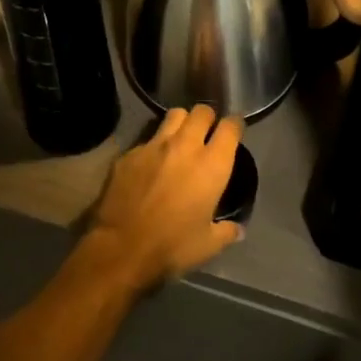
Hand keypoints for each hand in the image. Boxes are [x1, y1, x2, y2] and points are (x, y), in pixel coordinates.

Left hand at [83, 105, 243, 294]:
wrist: (122, 248)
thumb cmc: (172, 246)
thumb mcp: (208, 245)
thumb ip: (226, 231)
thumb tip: (238, 230)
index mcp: (212, 165)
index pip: (230, 127)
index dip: (235, 125)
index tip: (234, 131)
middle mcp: (185, 146)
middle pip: (201, 111)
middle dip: (207, 118)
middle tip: (206, 133)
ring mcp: (154, 145)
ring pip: (174, 115)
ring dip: (182, 122)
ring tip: (181, 138)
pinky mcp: (130, 153)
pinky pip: (147, 139)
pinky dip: (154, 146)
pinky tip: (151, 164)